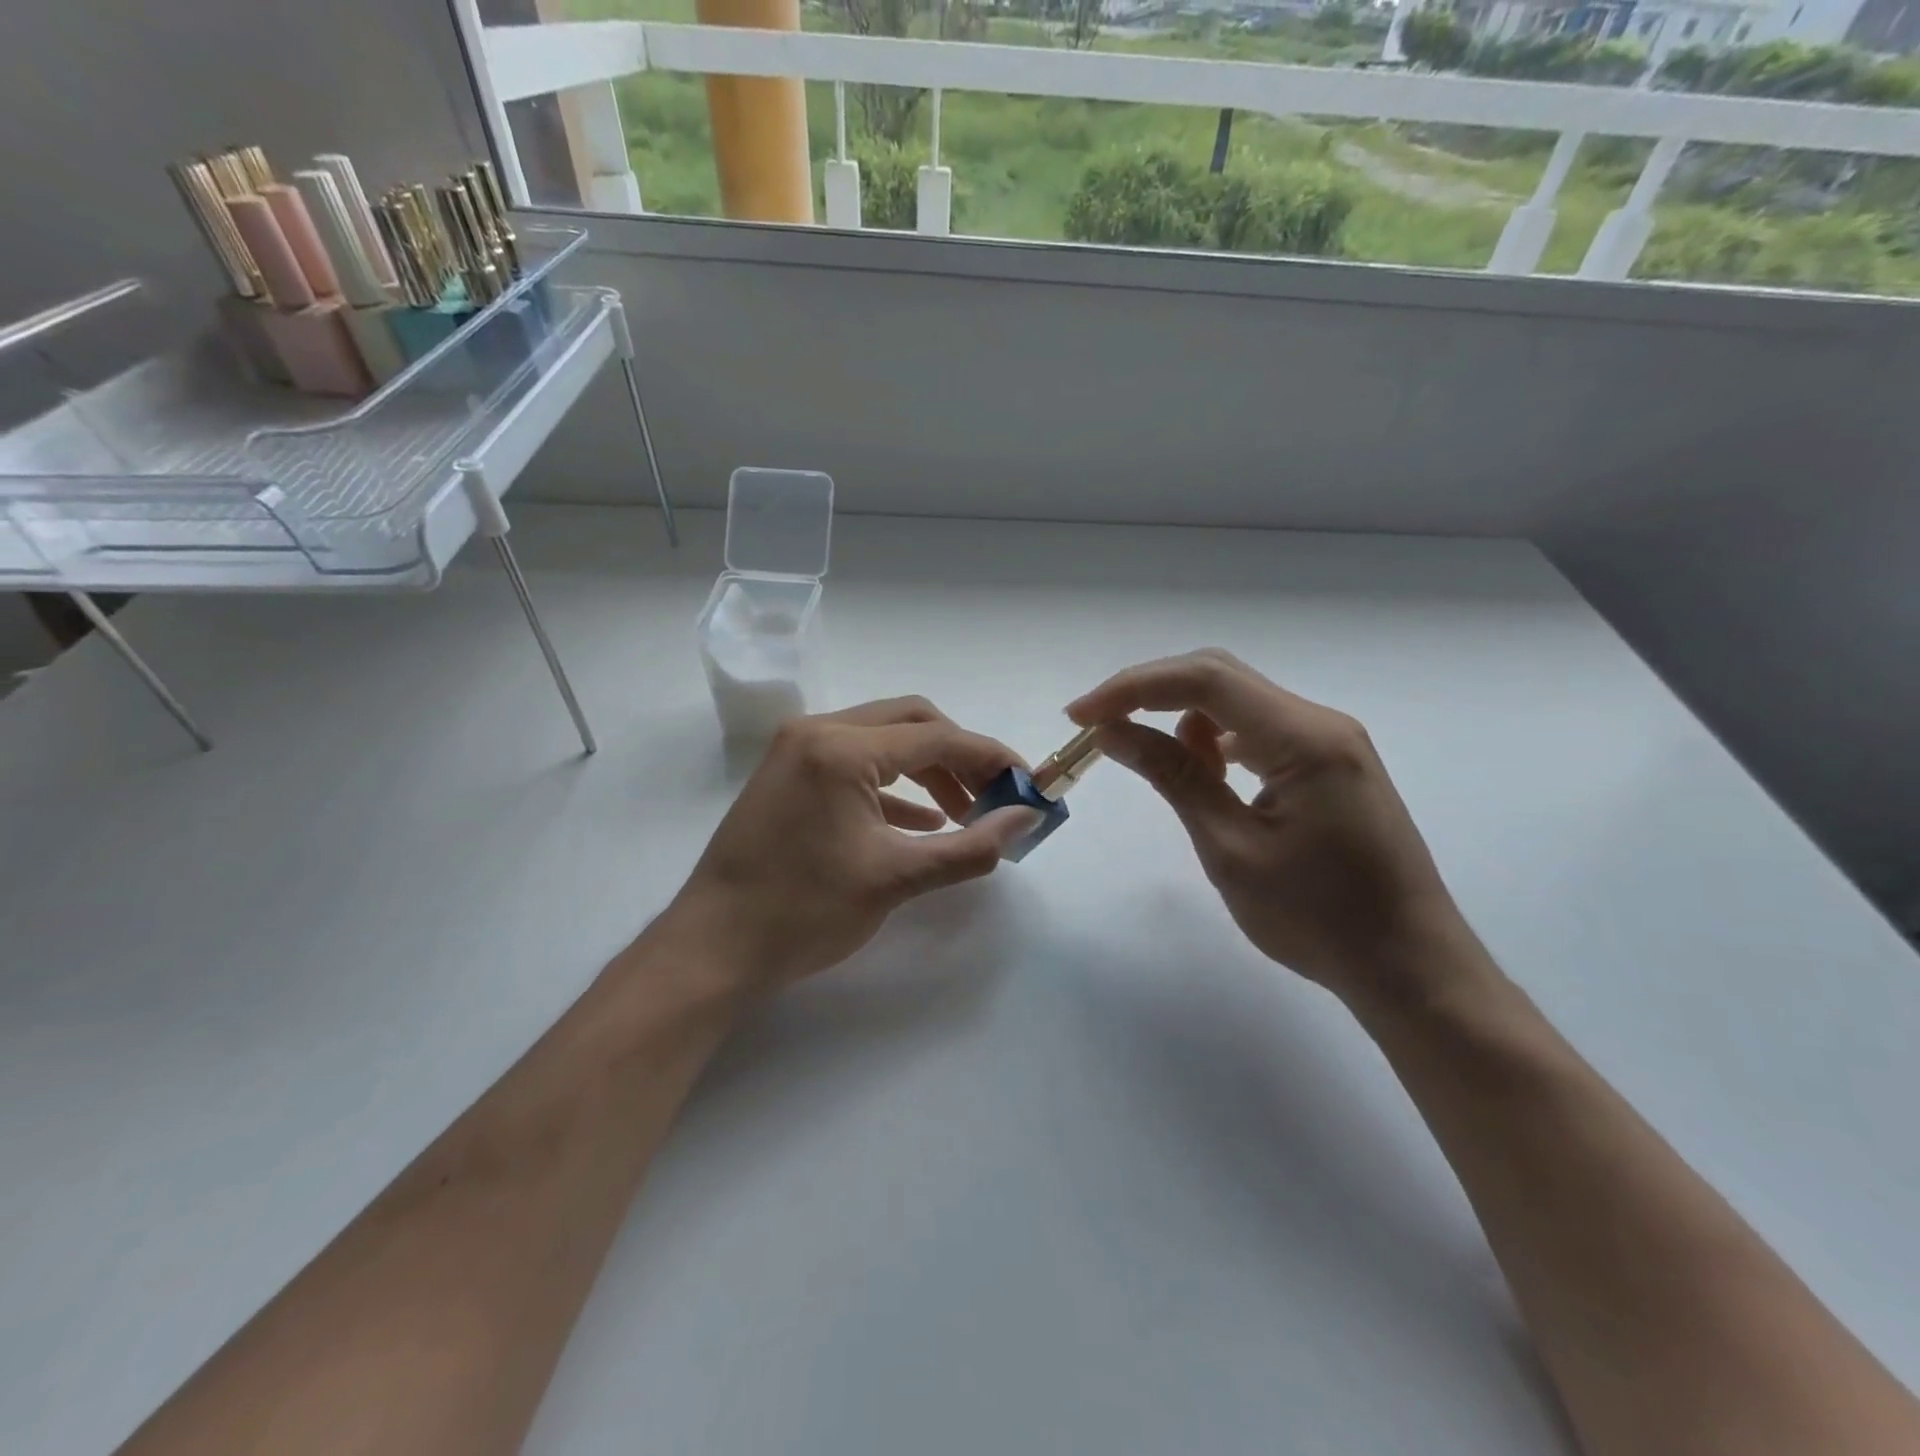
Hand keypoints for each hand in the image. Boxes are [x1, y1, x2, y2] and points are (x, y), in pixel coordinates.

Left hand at [662, 698, 1036, 993]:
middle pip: (911, 721)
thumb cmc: (803, 912)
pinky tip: (919, 821)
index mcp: (841, 748)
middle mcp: (817, 731)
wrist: (712, 949)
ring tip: (963, 811)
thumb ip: (970, 846)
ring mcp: (797, 750)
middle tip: (993, 795)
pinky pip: (855, 763)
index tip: (1028, 783)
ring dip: (927, 768)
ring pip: (883, 739)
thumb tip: (1026, 820)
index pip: (937, 737)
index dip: (990, 757)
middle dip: (959, 755)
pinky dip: (893, 785)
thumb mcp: (896, 879)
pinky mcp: (789, 774)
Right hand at [1068, 649, 1469, 1004]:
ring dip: (1183, 720)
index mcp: (1305, 737)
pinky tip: (1204, 778)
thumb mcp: (1230, 848)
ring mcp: (1329, 742)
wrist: (1410, 967)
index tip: (1081, 716)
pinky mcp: (1328, 764)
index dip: (1133, 688)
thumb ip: (1173, 778)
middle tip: (1099, 728)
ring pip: (1237, 702)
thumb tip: (1114, 731)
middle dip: (1151, 694)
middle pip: (1220, 677)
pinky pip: (1258, 731)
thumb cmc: (1319, 919)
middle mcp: (1320, 723)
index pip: (1204, 680)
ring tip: (1158, 769)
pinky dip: (1215, 742)